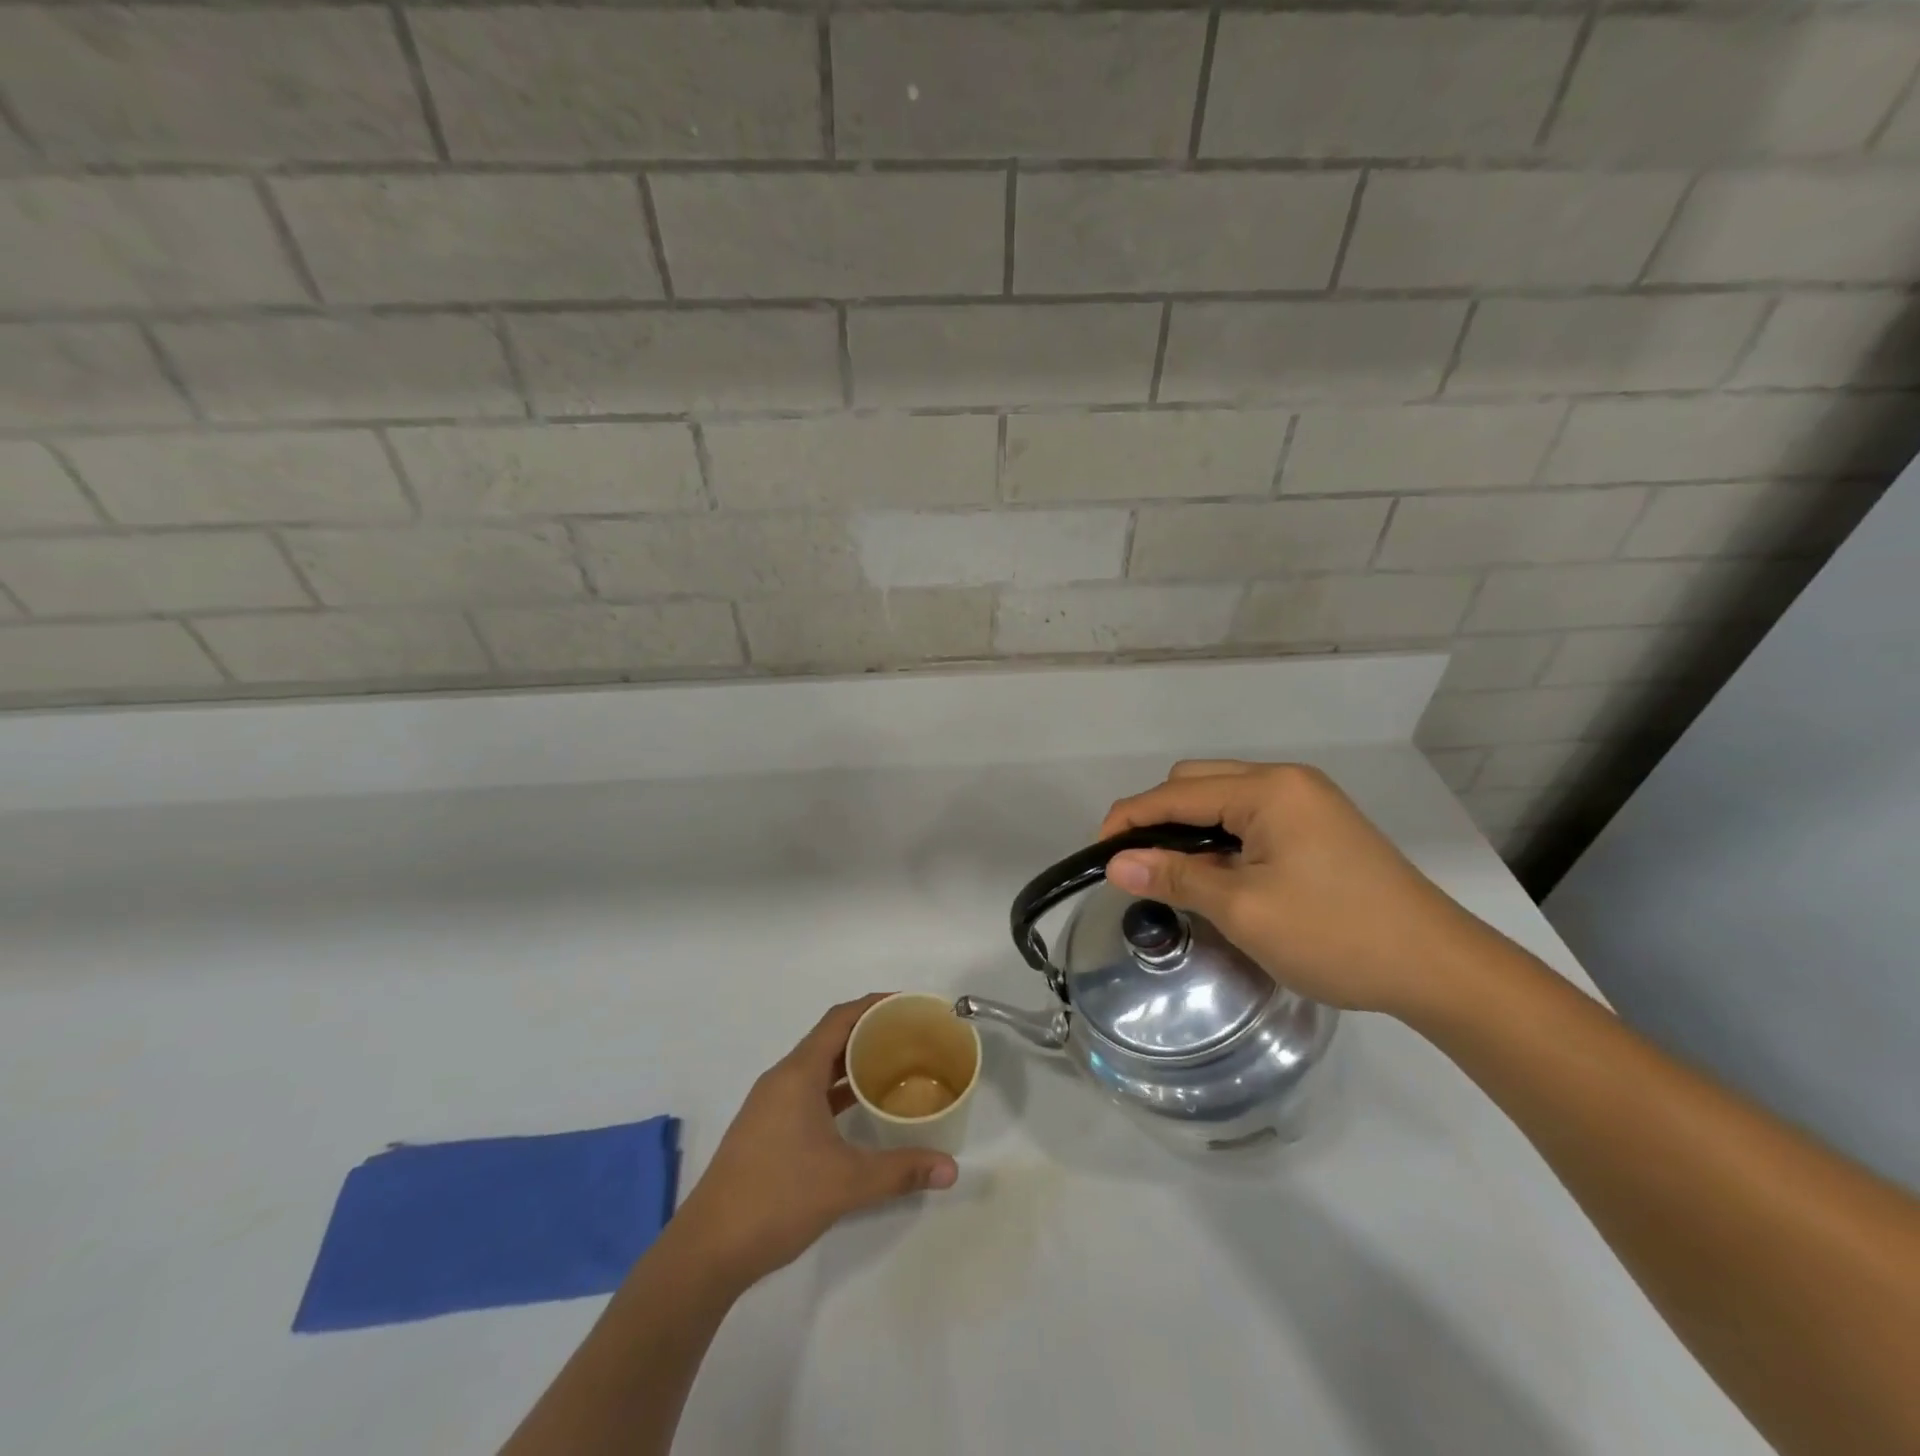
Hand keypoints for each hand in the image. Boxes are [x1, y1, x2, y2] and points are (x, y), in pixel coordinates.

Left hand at [674, 995, 957, 1289]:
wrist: (708, 1250)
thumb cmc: (777, 1199)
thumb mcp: (847, 1183)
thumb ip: (901, 1171)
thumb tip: (951, 1169)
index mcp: (797, 1074)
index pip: (839, 1019)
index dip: (873, 1005)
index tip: (908, 1005)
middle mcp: (782, 1079)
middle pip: (830, 1038)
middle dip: (869, 1032)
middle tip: (911, 1037)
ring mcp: (770, 1105)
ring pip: (818, 1067)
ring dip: (852, 1062)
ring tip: (894, 1066)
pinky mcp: (766, 1129)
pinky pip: (808, 1091)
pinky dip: (836, 1089)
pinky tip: (860, 1107)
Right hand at [1100, 761, 1497, 1019]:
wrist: (1439, 968)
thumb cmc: (1336, 935)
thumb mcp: (1245, 909)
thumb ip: (1176, 877)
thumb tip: (1116, 863)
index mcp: (1268, 789)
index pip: (1177, 793)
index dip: (1129, 819)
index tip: (1098, 854)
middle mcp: (1286, 781)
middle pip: (1198, 784)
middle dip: (1157, 818)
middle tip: (1136, 866)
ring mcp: (1307, 802)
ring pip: (1224, 800)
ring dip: (1189, 830)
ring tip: (1171, 873)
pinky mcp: (1319, 826)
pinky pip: (1251, 819)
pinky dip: (1221, 839)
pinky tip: (1217, 874)